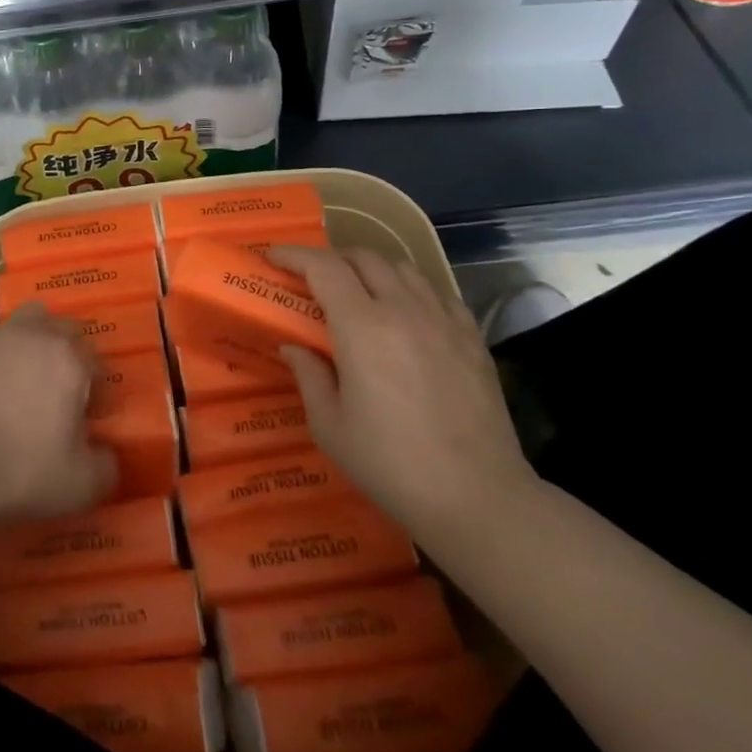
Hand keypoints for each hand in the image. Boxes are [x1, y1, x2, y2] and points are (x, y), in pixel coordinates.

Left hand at [0, 304, 117, 524]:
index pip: (96, 363)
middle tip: (59, 392)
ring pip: (25, 322)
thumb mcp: (81, 485)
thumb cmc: (20, 473)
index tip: (87, 419)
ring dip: (33, 342)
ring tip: (23, 379)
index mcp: (69, 360)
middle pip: (63, 330)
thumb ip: (107, 464)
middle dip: (69, 355)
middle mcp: (34, 335)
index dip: (96, 392)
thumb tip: (106, 452)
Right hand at [267, 246, 537, 550]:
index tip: (272, 257)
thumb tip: (294, 346)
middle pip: (364, 258)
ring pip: (403, 268)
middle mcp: (404, 309)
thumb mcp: (330, 427)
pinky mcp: (472, 337)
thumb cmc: (392, 464)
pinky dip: (411, 290)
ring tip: (358, 292)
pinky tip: (406, 315)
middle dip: (332, 258)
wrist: (479, 497)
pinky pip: (436, 293)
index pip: (323, 267)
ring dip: (372, 270)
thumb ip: (309, 376)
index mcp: (362, 326)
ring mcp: (443, 319)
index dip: (294, 255)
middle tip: (312, 278)